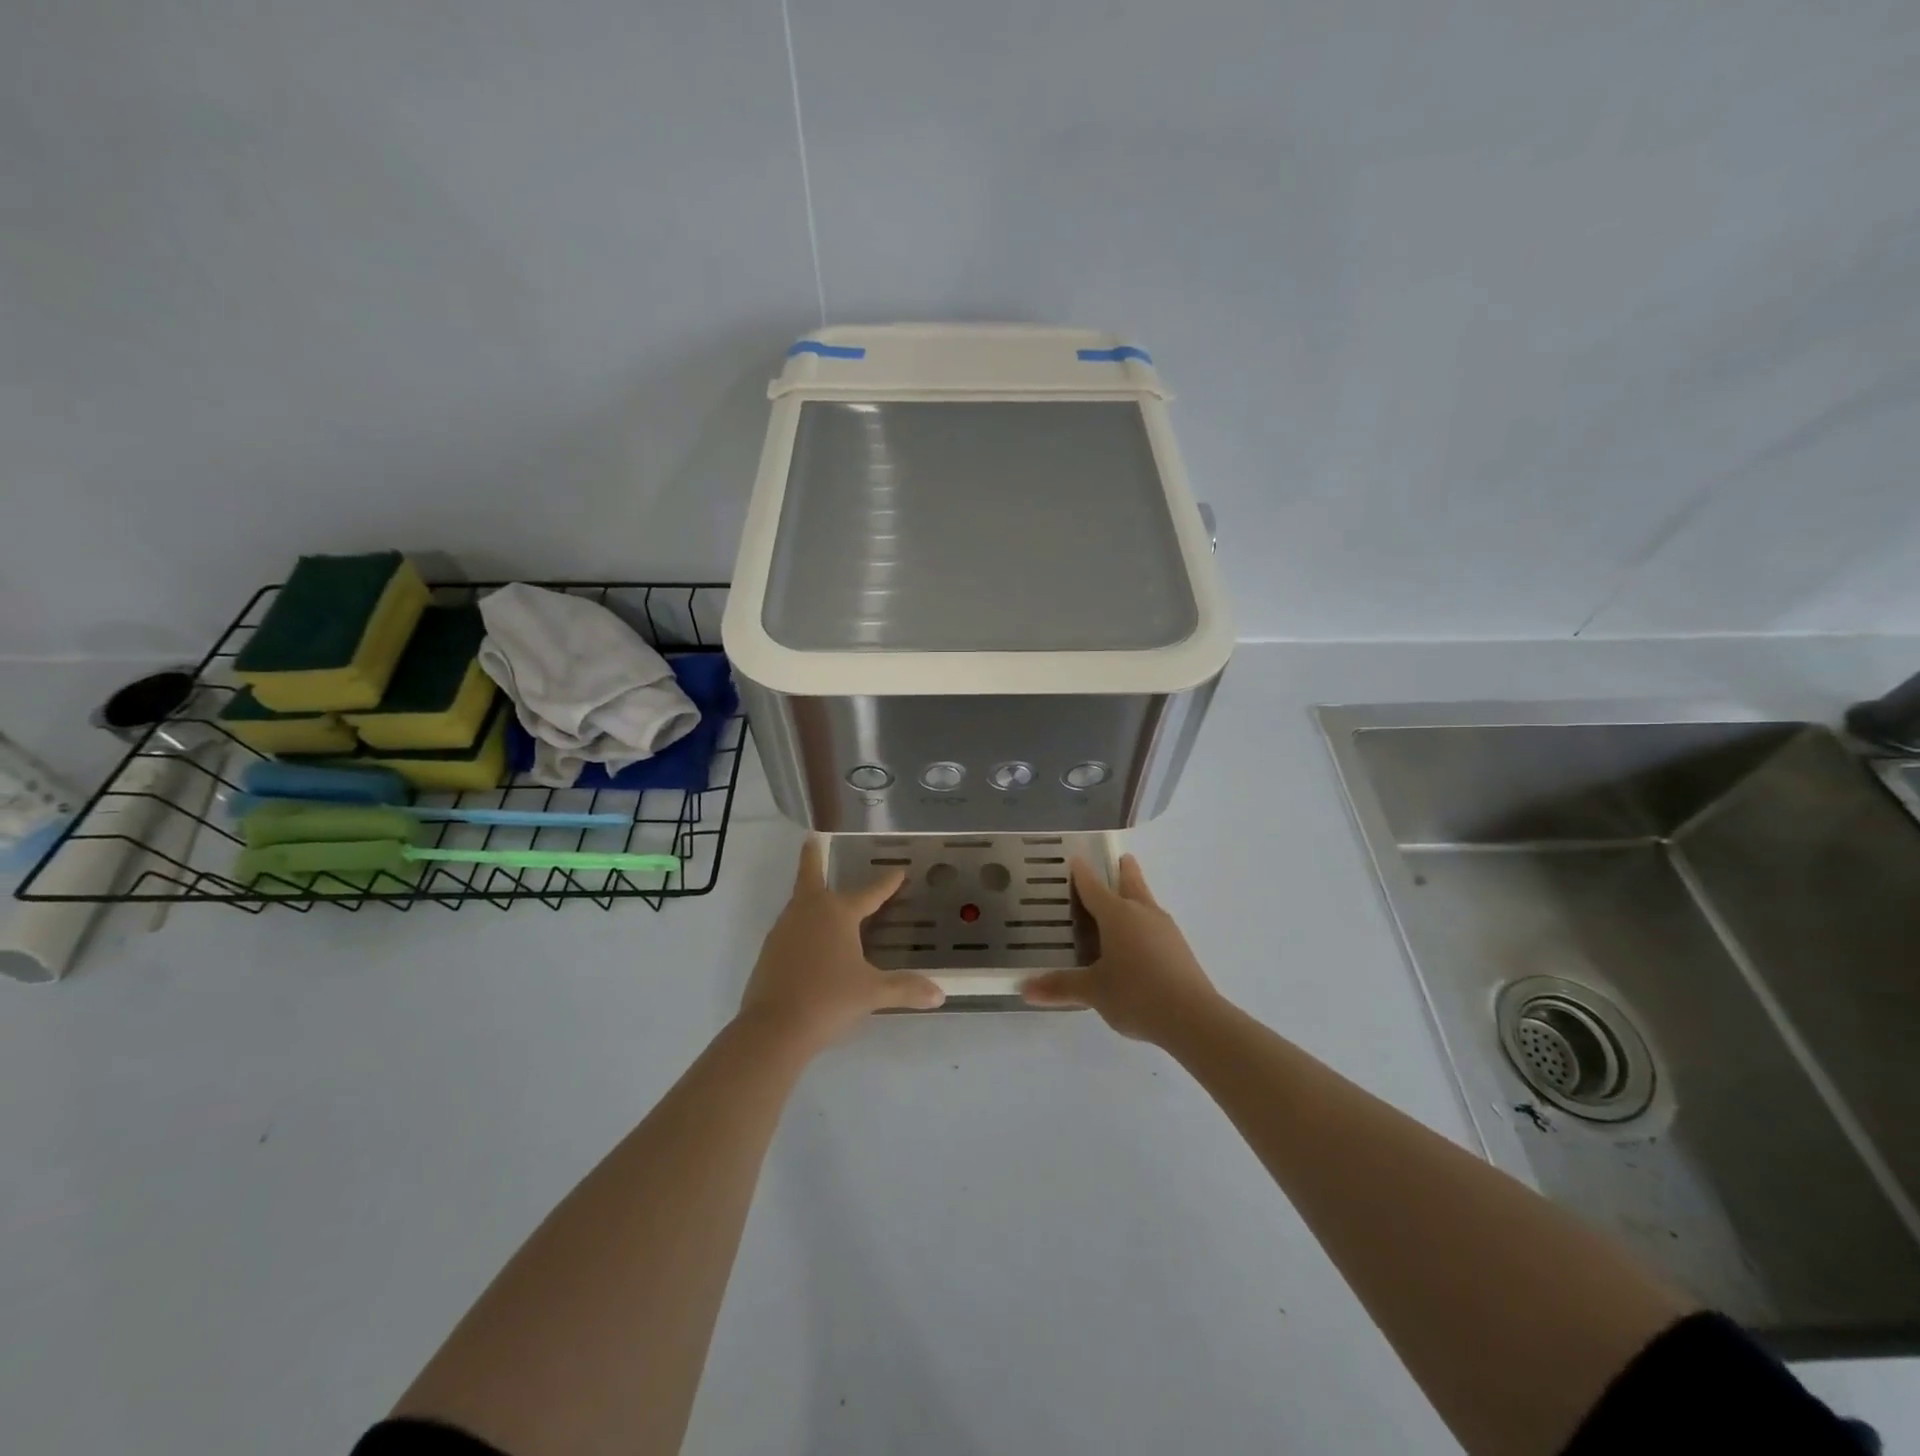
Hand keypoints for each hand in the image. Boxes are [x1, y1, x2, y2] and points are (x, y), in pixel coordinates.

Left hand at [738, 840, 945, 1053]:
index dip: (887, 883)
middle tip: (812, 839)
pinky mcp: (769, 951)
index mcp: (837, 913)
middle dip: (813, 857)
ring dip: (810, 895)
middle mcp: (808, 912)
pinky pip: (790, 927)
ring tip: (822, 896)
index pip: (869, 893)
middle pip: (810, 876)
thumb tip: (940, 995)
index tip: (899, 871)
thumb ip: (905, 989)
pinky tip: (810, 940)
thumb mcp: (872, 993)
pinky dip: (802, 924)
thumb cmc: (828, 1000)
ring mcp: (784, 929)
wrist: (773, 1028)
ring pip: (799, 903)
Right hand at [1022, 855, 1218, 1043]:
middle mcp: (1142, 913)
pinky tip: (1139, 940)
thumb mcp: (1093, 991)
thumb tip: (1025, 989)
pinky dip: (1144, 922)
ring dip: (1136, 895)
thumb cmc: (1136, 994)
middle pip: (1131, 882)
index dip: (1082, 873)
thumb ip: (1061, 987)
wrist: (1193, 1019)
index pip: (1094, 886)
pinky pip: (1156, 924)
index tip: (1075, 859)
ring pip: (1146, 902)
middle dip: (1123, 870)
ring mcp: (1165, 929)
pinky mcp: (1179, 948)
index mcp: (1117, 914)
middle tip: (1119, 858)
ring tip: (1125, 899)